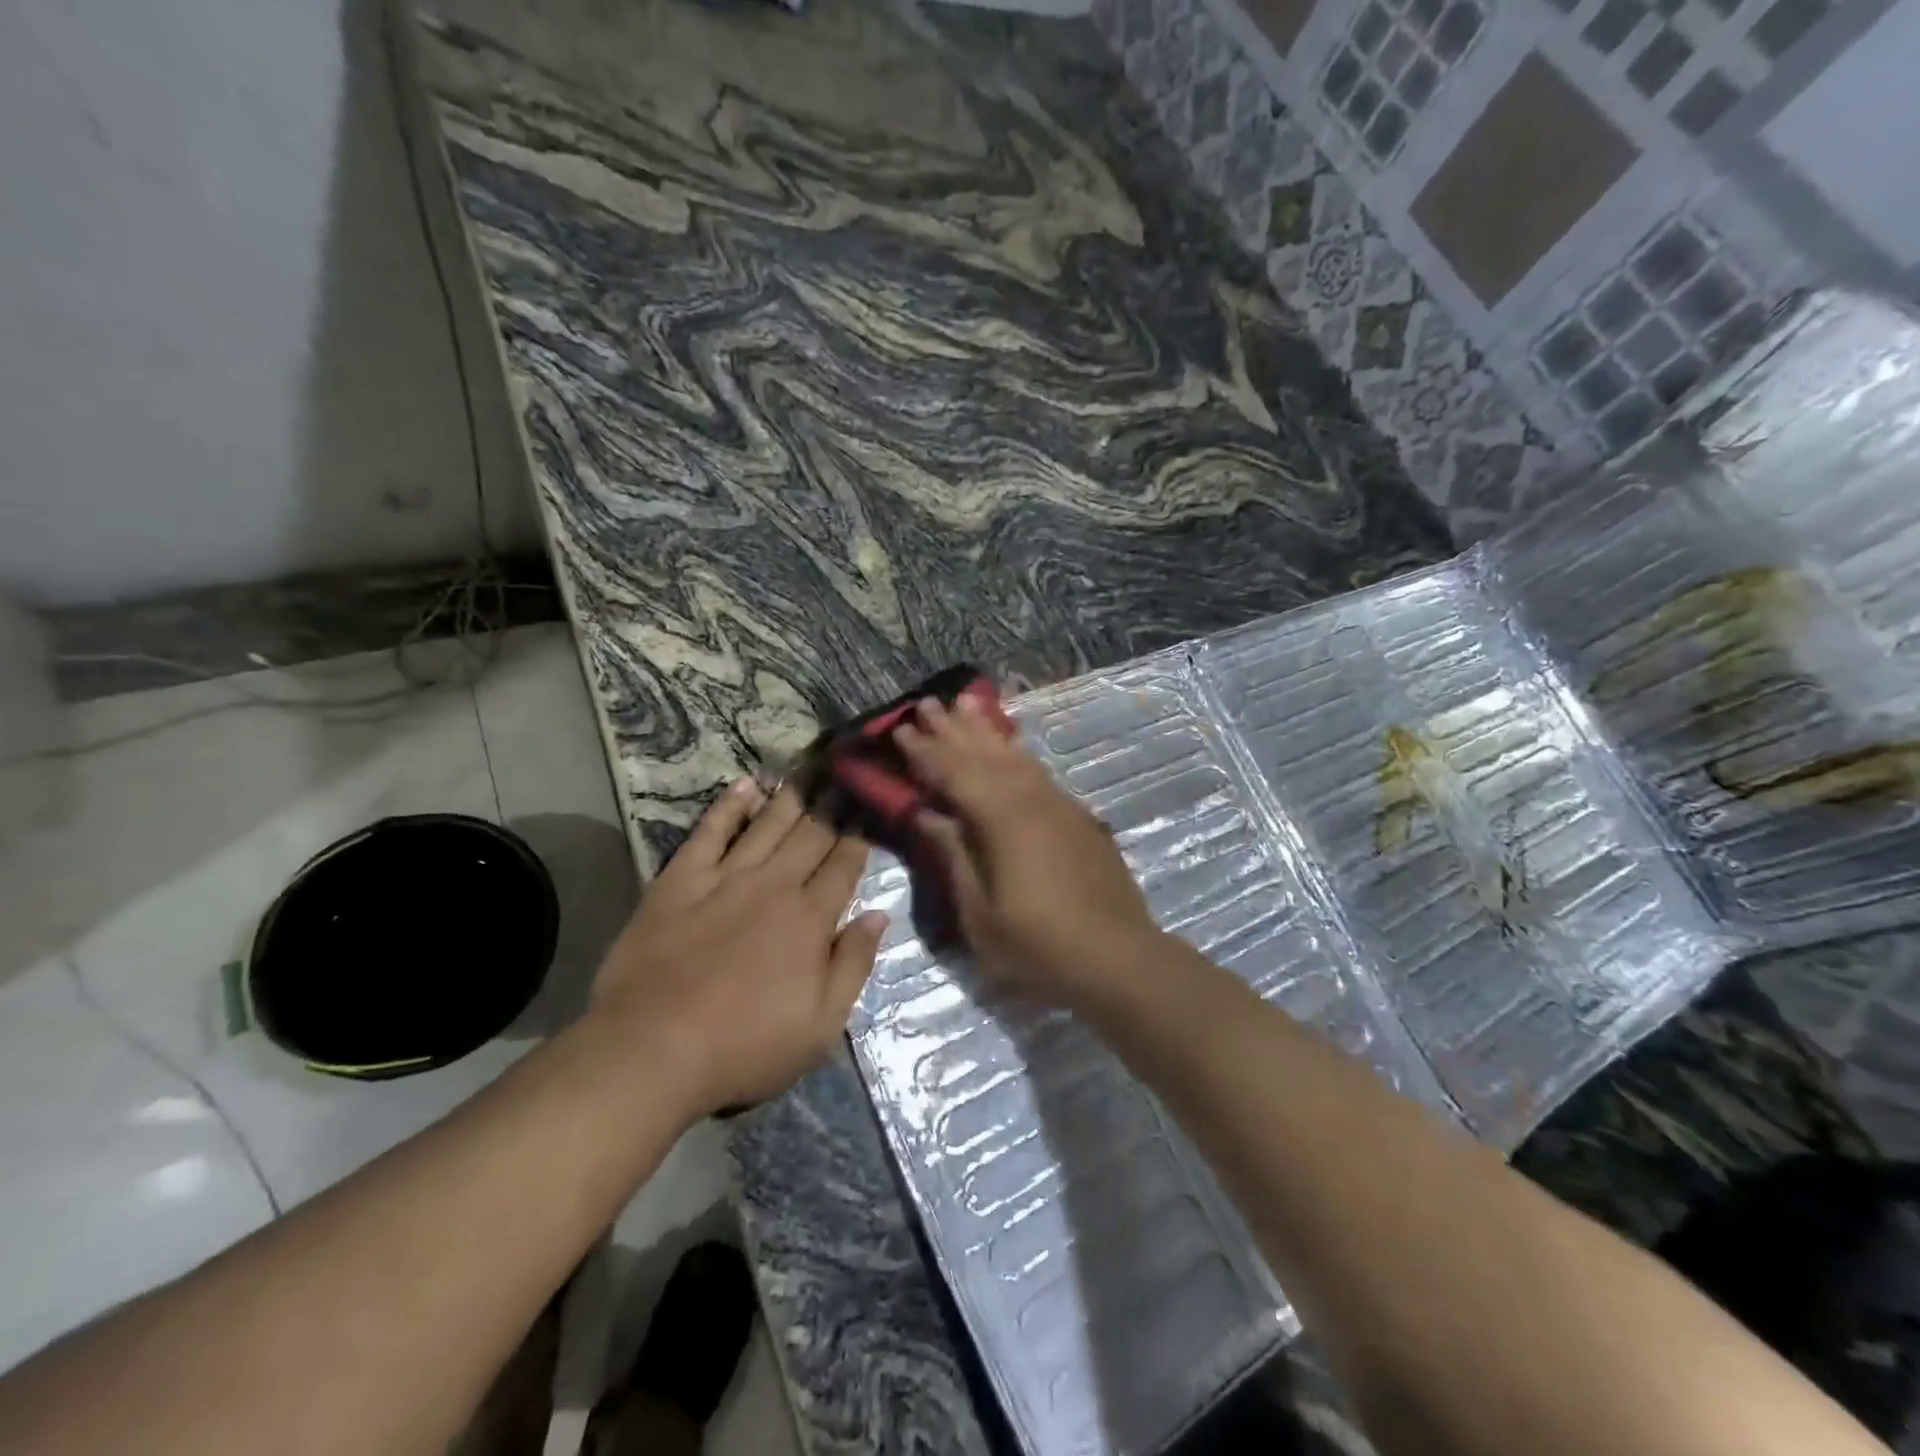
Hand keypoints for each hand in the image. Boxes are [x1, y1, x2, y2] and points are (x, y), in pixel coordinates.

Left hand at [585, 779, 885, 1118]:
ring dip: (791, 797)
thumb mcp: (820, 1025)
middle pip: (811, 836)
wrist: (652, 1050)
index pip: (844, 865)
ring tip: (810, 770)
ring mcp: (725, 878)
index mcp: (810, 919)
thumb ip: (853, 964)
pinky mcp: (679, 881)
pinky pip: (709, 833)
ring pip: (767, 826)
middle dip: (833, 804)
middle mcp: (773, 886)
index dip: (860, 835)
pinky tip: (746, 786)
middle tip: (847, 774)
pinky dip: (729, 807)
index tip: (870, 807)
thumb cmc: (745, 1046)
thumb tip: (880, 915)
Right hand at [895, 694, 1160, 1001]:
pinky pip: (1037, 772)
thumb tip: (927, 814)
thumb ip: (954, 856)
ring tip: (967, 703)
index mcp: (1002, 820)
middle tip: (927, 703)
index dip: (925, 753)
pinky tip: (1010, 748)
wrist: (1119, 958)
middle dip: (952, 729)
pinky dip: (1016, 753)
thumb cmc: (1039, 947)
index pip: (954, 774)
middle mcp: (1031, 800)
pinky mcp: (1077, 817)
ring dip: (986, 730)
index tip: (900, 730)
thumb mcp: (980, 913)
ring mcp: (1059, 805)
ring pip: (1015, 756)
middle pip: (984, 755)